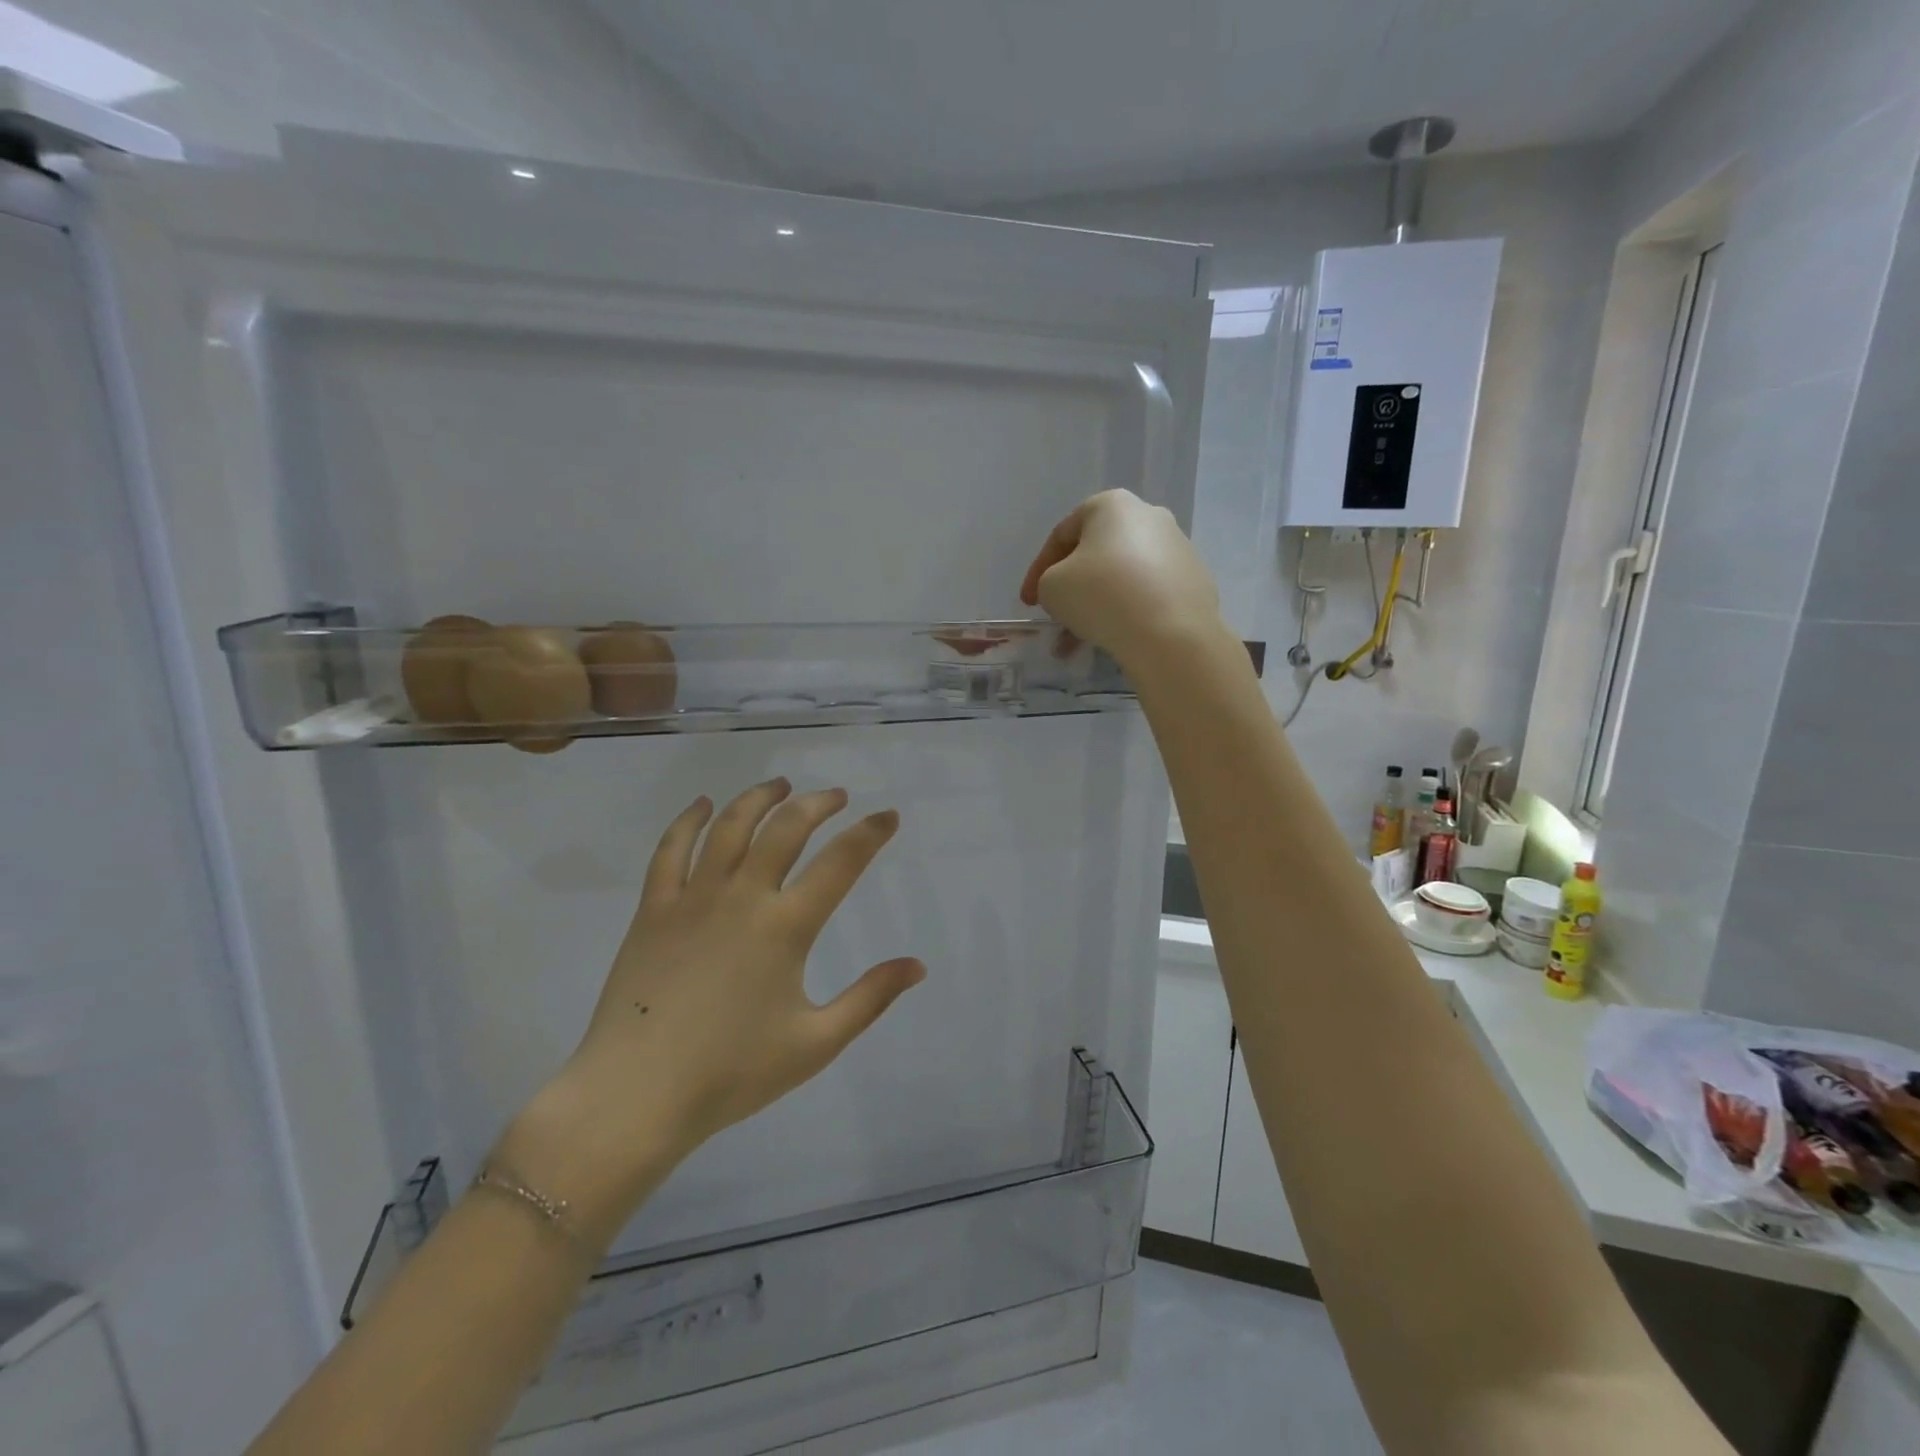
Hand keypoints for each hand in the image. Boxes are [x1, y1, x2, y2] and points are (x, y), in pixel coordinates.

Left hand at [501, 780, 923, 1237]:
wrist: (635, 1095)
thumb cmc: (731, 1073)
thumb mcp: (816, 1044)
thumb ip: (870, 999)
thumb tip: (917, 966)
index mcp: (786, 927)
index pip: (840, 863)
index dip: (870, 833)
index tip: (888, 815)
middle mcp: (743, 897)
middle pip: (786, 828)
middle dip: (817, 804)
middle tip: (835, 796)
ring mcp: (693, 898)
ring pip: (730, 826)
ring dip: (759, 798)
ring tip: (780, 785)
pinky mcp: (654, 909)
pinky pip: (670, 849)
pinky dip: (689, 820)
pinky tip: (703, 804)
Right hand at [1020, 489, 1223, 675]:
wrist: (1171, 634)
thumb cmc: (1101, 596)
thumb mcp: (1051, 587)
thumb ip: (1049, 582)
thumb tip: (1070, 590)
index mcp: (1112, 505)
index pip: (1062, 535)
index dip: (1038, 571)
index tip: (1029, 603)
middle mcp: (1149, 516)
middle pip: (1096, 553)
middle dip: (1072, 587)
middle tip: (1057, 615)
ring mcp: (1179, 548)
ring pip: (1123, 576)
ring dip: (1097, 604)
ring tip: (1081, 639)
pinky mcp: (1195, 581)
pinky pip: (1149, 594)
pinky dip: (1127, 611)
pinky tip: (1114, 637)